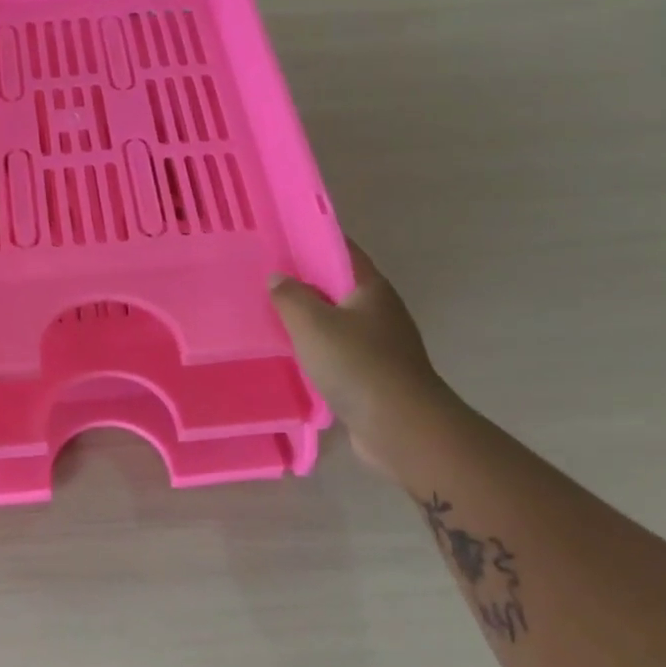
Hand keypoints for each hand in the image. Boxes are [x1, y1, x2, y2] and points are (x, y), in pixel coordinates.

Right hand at [271, 244, 454, 478]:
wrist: (401, 427)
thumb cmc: (357, 364)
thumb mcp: (312, 324)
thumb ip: (290, 297)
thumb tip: (278, 277)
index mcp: (371, 288)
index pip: (342, 250)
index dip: (312, 241)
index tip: (279, 239)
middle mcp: (380, 310)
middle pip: (338, 286)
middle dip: (304, 281)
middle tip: (265, 279)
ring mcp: (381, 344)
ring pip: (337, 321)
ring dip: (309, 319)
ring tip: (270, 316)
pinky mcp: (374, 374)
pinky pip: (338, 351)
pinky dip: (317, 349)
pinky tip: (292, 355)